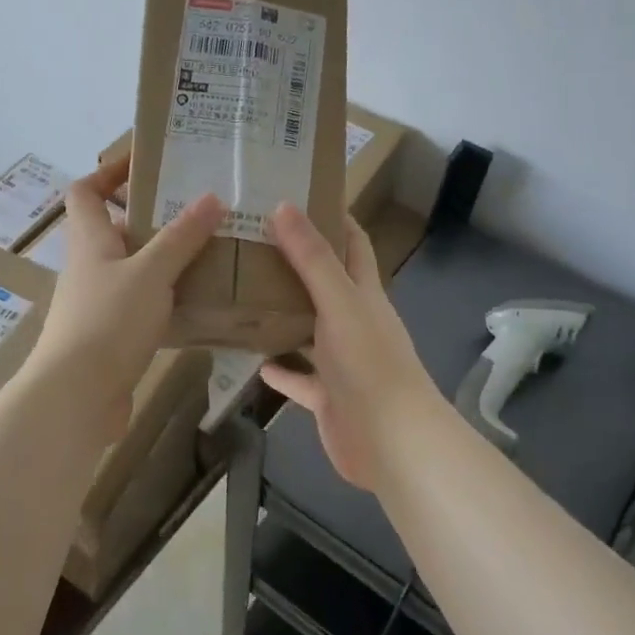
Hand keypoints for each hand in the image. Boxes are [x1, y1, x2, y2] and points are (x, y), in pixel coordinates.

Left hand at [28, 156, 221, 433]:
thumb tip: (212, 198)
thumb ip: (181, 237)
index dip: (109, 172)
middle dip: (156, 218)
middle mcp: (90, 266)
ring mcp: (99, 303)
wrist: (77, 395)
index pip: (86, 191)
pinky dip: (167, 298)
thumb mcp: (150, 273)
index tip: (148, 165)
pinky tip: (199, 302)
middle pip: (118, 229)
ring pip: (135, 269)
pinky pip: (142, 304)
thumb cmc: (109, 321)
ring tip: (211, 253)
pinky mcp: (111, 335)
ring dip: (166, 260)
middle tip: (201, 212)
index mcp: (90, 240)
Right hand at [260, 205, 438, 490]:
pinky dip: (281, 370)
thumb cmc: (369, 364)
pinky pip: (299, 378)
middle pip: (325, 284)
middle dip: (295, 263)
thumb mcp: (340, 303)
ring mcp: (341, 361)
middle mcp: (354, 322)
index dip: (332, 217)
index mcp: (364, 294)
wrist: (390, 441)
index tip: (297, 193)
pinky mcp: (328, 396)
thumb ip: (313, 259)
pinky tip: (254, 361)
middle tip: (252, 242)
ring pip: (308, 330)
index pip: (352, 244)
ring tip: (243, 294)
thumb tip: (285, 206)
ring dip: (283, 315)